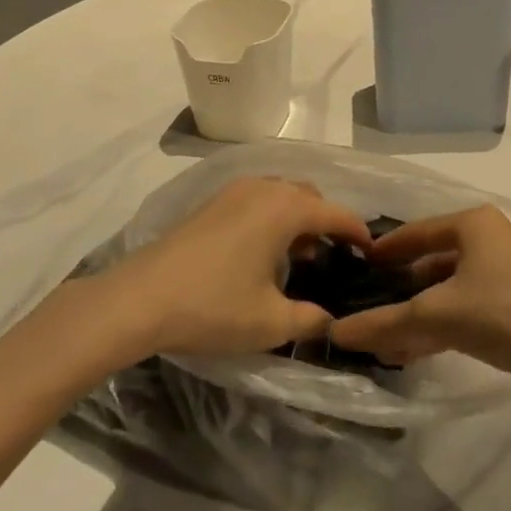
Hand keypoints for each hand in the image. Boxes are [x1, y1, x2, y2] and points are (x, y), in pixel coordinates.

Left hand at [105, 177, 373, 358]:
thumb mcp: (271, 322)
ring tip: (298, 258)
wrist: (139, 299)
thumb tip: (331, 322)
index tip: (371, 254)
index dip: (358, 233)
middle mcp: (263, 188)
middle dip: (327, 222)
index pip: (336, 213)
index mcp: (285, 208)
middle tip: (333, 259)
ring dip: (297, 218)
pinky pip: (257, 200)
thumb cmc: (213, 306)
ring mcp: (233, 191)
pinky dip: (272, 217)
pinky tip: (262, 253)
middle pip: (309, 195)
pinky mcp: (210, 203)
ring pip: (281, 194)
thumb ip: (312, 320)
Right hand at [327, 206, 510, 385]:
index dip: (384, 251)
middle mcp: (491, 239)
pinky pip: (469, 308)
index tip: (356, 270)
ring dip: (419, 314)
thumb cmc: (507, 314)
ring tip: (386, 341)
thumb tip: (334, 333)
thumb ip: (385, 323)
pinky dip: (443, 325)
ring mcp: (509, 273)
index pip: (415, 232)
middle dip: (400, 290)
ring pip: (450, 289)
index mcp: (473, 223)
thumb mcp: (439, 315)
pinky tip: (418, 351)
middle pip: (432, 261)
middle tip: (367, 310)